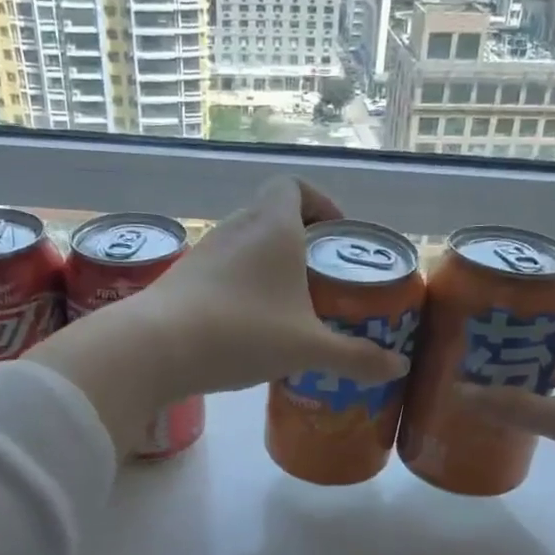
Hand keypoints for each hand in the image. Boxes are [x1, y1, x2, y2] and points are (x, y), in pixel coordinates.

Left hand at [25, 179, 407, 455]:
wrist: (154, 348)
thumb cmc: (241, 332)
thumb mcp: (307, 349)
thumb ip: (355, 357)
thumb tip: (399, 368)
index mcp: (273, 227)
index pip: (294, 186)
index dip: (318, 201)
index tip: (334, 233)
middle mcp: (237, 228)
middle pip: (271, 215)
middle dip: (299, 240)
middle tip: (320, 277)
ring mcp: (204, 252)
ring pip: (245, 244)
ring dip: (268, 264)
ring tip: (289, 305)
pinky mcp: (182, 279)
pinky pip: (222, 270)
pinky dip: (242, 285)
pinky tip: (250, 325)